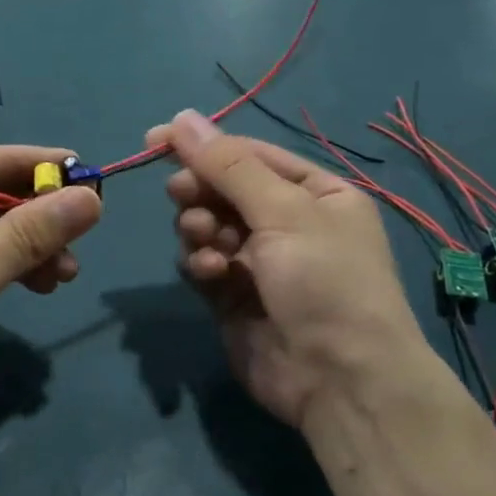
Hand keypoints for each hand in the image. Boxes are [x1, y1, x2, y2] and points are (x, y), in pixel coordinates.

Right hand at [154, 110, 424, 431]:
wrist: (340, 379)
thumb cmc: (325, 281)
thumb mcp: (284, 211)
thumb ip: (227, 166)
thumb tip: (181, 117)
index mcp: (316, 193)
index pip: (250, 155)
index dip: (204, 145)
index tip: (155, 139)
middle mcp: (289, 223)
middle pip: (224, 190)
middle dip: (201, 192)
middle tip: (182, 195)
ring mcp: (260, 262)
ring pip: (208, 226)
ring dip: (200, 229)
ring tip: (206, 242)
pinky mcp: (234, 297)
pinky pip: (203, 264)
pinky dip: (201, 264)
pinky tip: (211, 275)